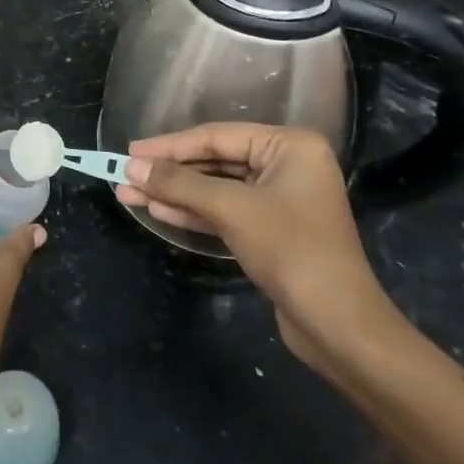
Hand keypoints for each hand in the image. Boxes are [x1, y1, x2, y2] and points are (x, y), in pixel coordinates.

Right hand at [115, 123, 398, 371]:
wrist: (339, 327)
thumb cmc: (292, 251)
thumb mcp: (232, 210)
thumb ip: (181, 184)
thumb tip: (132, 168)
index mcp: (289, 145)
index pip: (217, 137)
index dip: (169, 145)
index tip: (130, 151)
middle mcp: (286, 164)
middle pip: (214, 161)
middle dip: (169, 172)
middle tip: (124, 174)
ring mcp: (278, 199)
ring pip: (215, 188)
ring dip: (174, 192)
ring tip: (128, 193)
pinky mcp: (270, 230)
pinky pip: (224, 210)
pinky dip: (192, 211)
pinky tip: (157, 210)